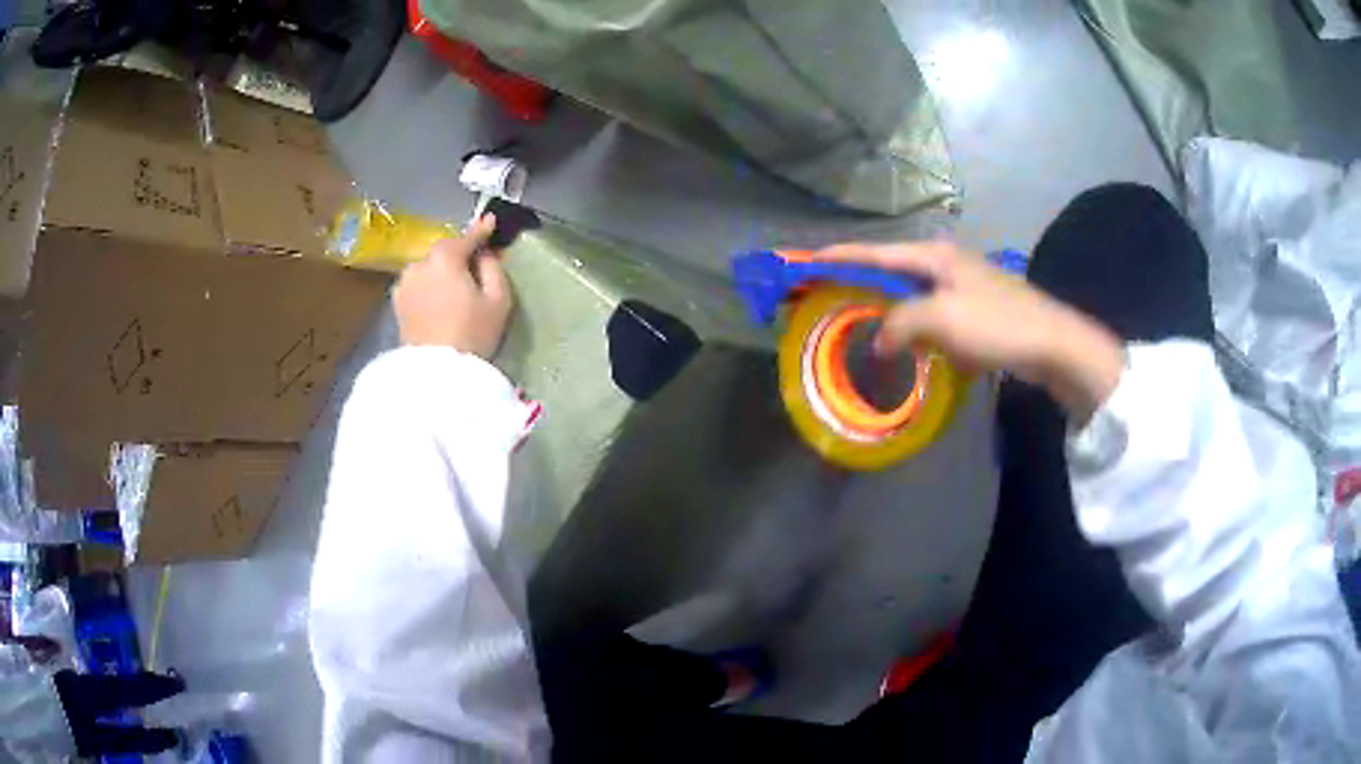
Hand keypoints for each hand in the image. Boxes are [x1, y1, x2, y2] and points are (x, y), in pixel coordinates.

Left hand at [395, 214, 511, 358]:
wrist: (436, 372)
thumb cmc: (472, 334)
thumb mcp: (498, 300)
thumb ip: (494, 268)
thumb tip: (485, 253)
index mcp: (445, 258)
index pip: (466, 237)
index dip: (481, 230)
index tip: (491, 221)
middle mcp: (420, 263)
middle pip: (444, 252)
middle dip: (459, 254)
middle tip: (475, 266)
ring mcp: (404, 282)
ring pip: (429, 267)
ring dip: (442, 270)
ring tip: (455, 287)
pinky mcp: (397, 302)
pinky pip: (418, 283)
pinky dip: (429, 285)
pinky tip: (438, 299)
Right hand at [813, 241, 1124, 421]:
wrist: (1052, 344)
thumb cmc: (995, 324)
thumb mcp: (939, 319)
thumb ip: (899, 324)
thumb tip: (879, 340)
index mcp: (934, 256)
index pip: (876, 252)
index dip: (840, 256)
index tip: (808, 260)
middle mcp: (946, 264)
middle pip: (893, 271)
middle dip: (861, 283)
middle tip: (830, 297)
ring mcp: (963, 287)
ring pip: (913, 297)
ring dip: (889, 311)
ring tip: (863, 325)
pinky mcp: (976, 311)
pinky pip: (934, 317)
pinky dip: (916, 329)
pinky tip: (911, 348)